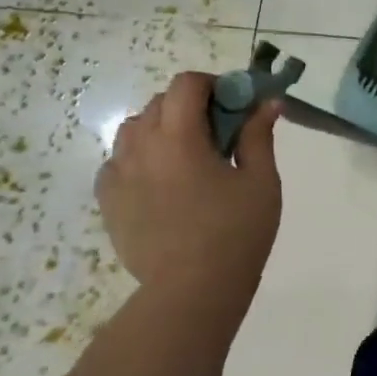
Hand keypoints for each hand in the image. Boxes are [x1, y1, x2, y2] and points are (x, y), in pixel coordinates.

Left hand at [94, 72, 282, 321]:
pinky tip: (162, 180)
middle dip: (190, 105)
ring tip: (188, 156)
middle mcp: (141, 148)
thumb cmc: (236, 232)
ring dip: (162, 128)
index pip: (185, 85)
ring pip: (134, 129)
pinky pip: (118, 161)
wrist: (191, 291)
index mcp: (179, 138)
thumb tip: (268, 102)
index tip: (234, 103)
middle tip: (220, 132)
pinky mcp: (108, 201)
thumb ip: (259, 136)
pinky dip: (140, 157)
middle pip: (159, 103)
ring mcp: (118, 175)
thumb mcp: (260, 181)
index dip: (212, 84)